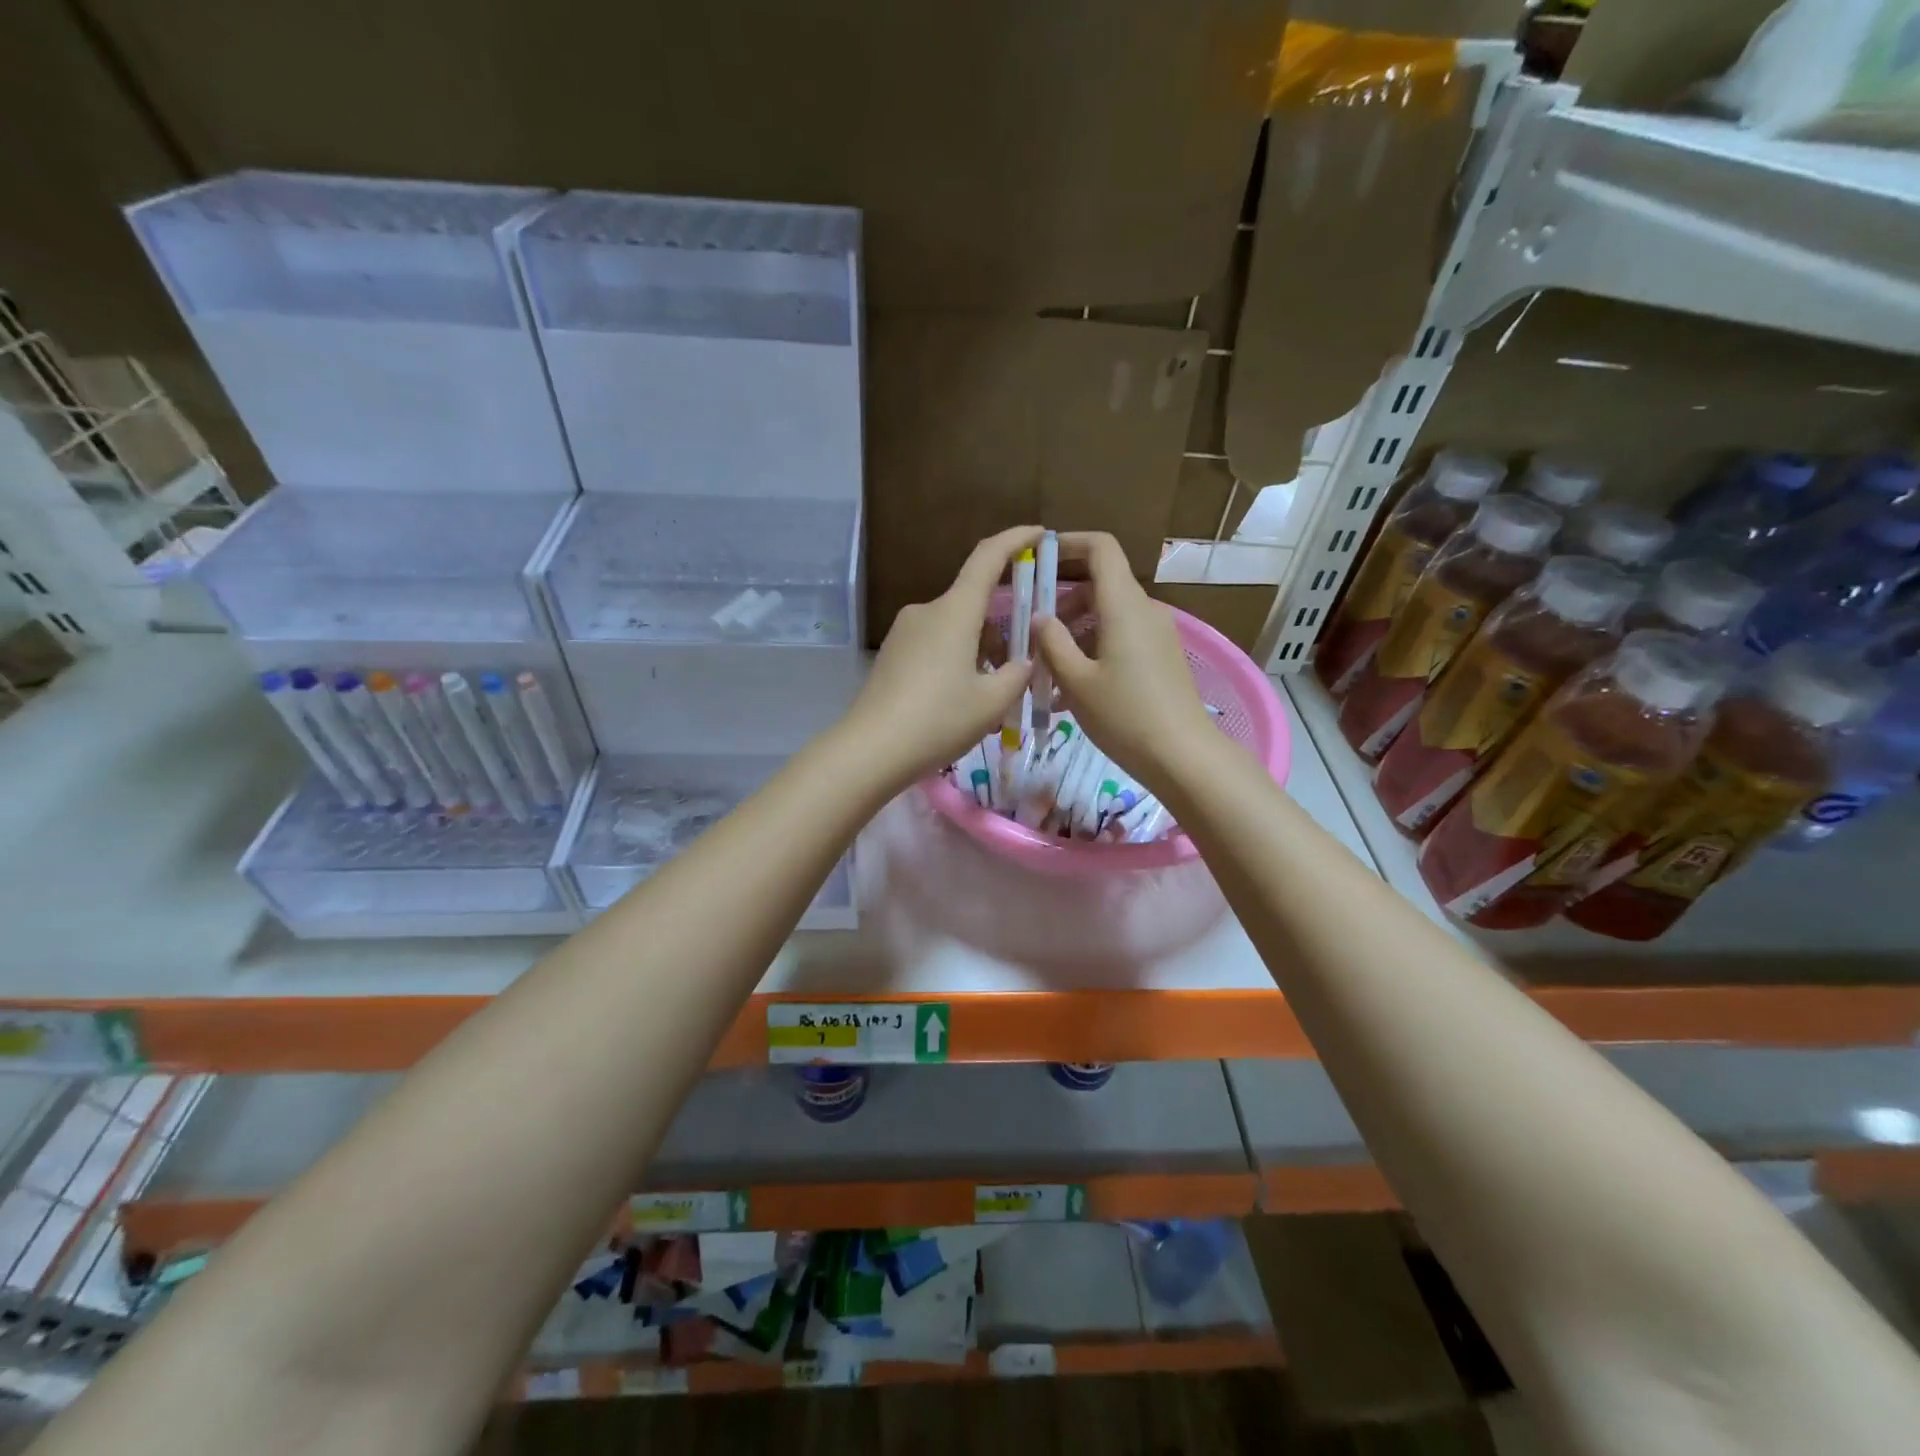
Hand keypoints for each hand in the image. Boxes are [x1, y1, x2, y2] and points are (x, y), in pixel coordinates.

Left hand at [842, 526, 1040, 790]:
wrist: (870, 750)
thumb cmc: (938, 720)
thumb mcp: (991, 702)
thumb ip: (1017, 675)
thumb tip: (1023, 661)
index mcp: (954, 611)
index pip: (987, 558)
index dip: (1015, 540)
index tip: (1038, 533)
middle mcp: (927, 611)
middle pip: (973, 602)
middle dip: (1002, 623)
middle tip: (1024, 659)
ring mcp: (904, 632)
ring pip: (955, 627)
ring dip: (979, 647)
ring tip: (994, 692)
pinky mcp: (892, 654)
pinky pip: (934, 644)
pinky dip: (957, 658)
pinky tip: (962, 697)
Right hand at [1036, 532, 1216, 792]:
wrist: (1182, 756)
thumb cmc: (1124, 715)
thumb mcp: (1076, 681)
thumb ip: (1052, 643)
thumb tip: (1040, 617)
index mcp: (1124, 605)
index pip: (1101, 548)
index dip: (1068, 543)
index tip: (1037, 559)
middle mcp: (1144, 610)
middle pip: (1100, 584)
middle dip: (1062, 600)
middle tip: (1032, 630)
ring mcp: (1157, 634)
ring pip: (1108, 615)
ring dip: (1075, 632)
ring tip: (1047, 671)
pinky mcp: (1161, 657)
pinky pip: (1121, 638)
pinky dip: (1094, 649)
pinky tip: (1072, 690)